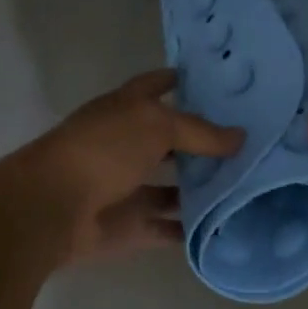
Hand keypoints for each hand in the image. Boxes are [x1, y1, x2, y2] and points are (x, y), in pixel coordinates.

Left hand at [14, 69, 243, 264]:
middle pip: (173, 140)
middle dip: (206, 142)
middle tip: (254, 141)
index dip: (186, 80)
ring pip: (175, 187)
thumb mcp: (156, 126)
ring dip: (204, 188)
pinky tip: (228, 225)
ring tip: (251, 184)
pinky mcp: (132, 225)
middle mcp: (129, 144)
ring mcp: (130, 186)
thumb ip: (200, 132)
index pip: (160, 85)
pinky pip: (169, 226)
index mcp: (128, 108)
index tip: (223, 82)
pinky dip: (192, 228)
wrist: (53, 208)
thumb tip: (240, 137)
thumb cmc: (103, 150)